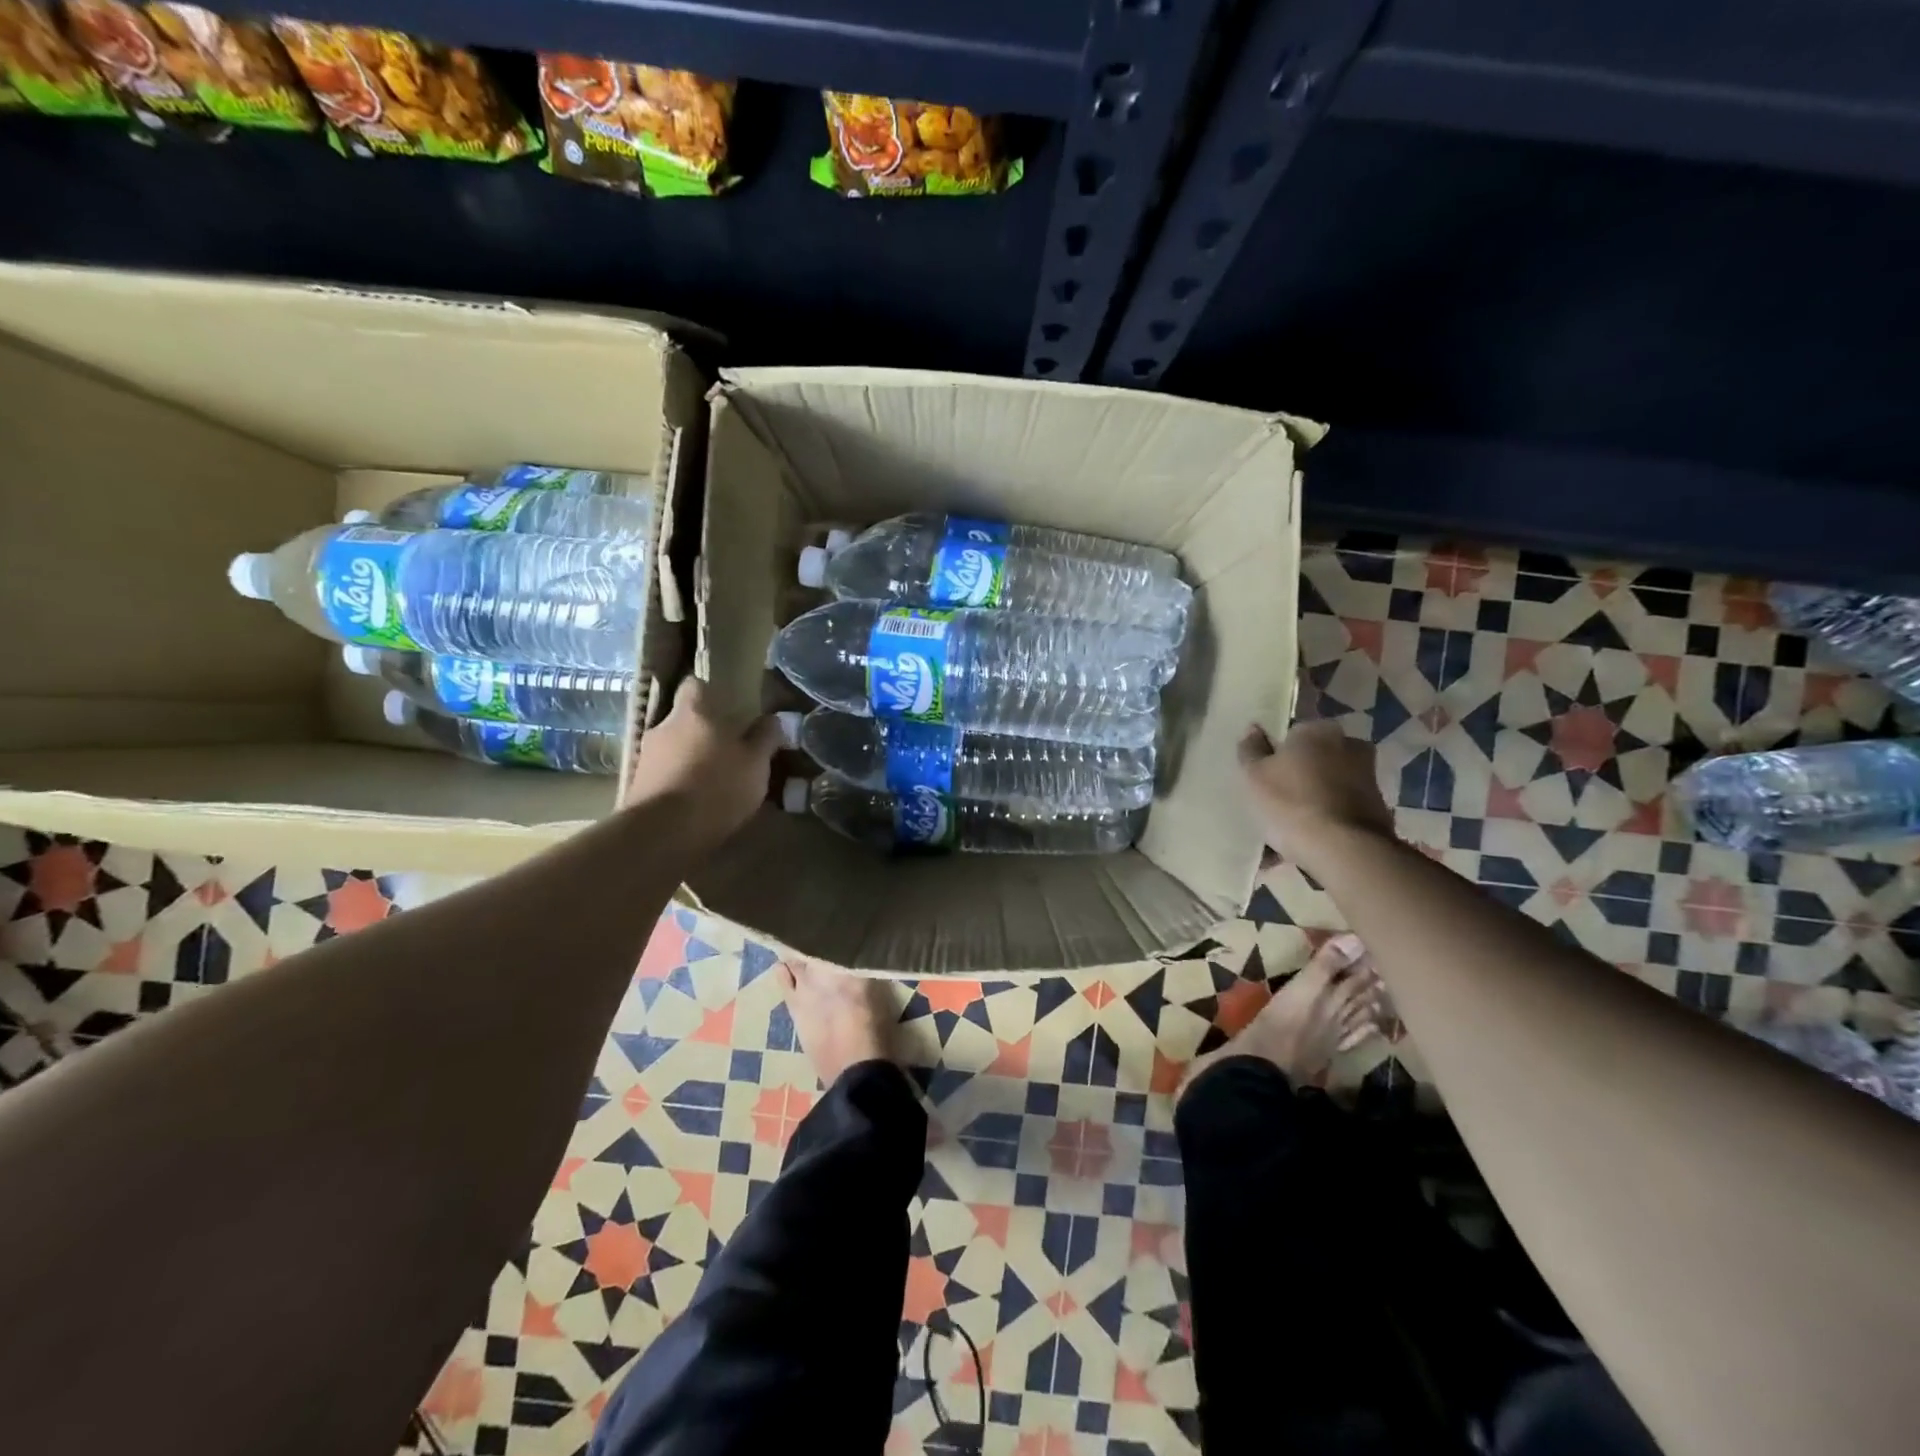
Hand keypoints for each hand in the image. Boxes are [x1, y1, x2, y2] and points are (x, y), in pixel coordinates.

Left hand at [624, 678, 781, 850]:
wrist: (664, 833)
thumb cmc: (717, 786)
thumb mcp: (756, 763)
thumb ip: (765, 737)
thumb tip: (773, 719)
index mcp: (693, 711)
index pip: (695, 684)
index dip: (710, 693)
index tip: (728, 706)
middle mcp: (663, 726)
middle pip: (684, 720)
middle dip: (702, 732)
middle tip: (727, 750)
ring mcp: (645, 757)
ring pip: (673, 749)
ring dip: (689, 759)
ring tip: (712, 781)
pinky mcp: (636, 786)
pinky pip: (663, 775)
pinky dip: (677, 782)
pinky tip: (694, 802)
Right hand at [1239, 720, 1393, 865]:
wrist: (1345, 850)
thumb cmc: (1291, 803)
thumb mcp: (1254, 776)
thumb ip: (1251, 750)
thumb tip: (1254, 729)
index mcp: (1317, 730)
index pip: (1291, 733)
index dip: (1275, 754)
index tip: (1263, 775)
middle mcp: (1348, 745)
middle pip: (1312, 760)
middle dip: (1296, 777)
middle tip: (1272, 802)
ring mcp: (1367, 778)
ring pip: (1325, 787)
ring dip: (1309, 803)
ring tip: (1283, 833)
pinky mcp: (1377, 809)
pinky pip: (1338, 812)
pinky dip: (1323, 823)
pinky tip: (1302, 846)